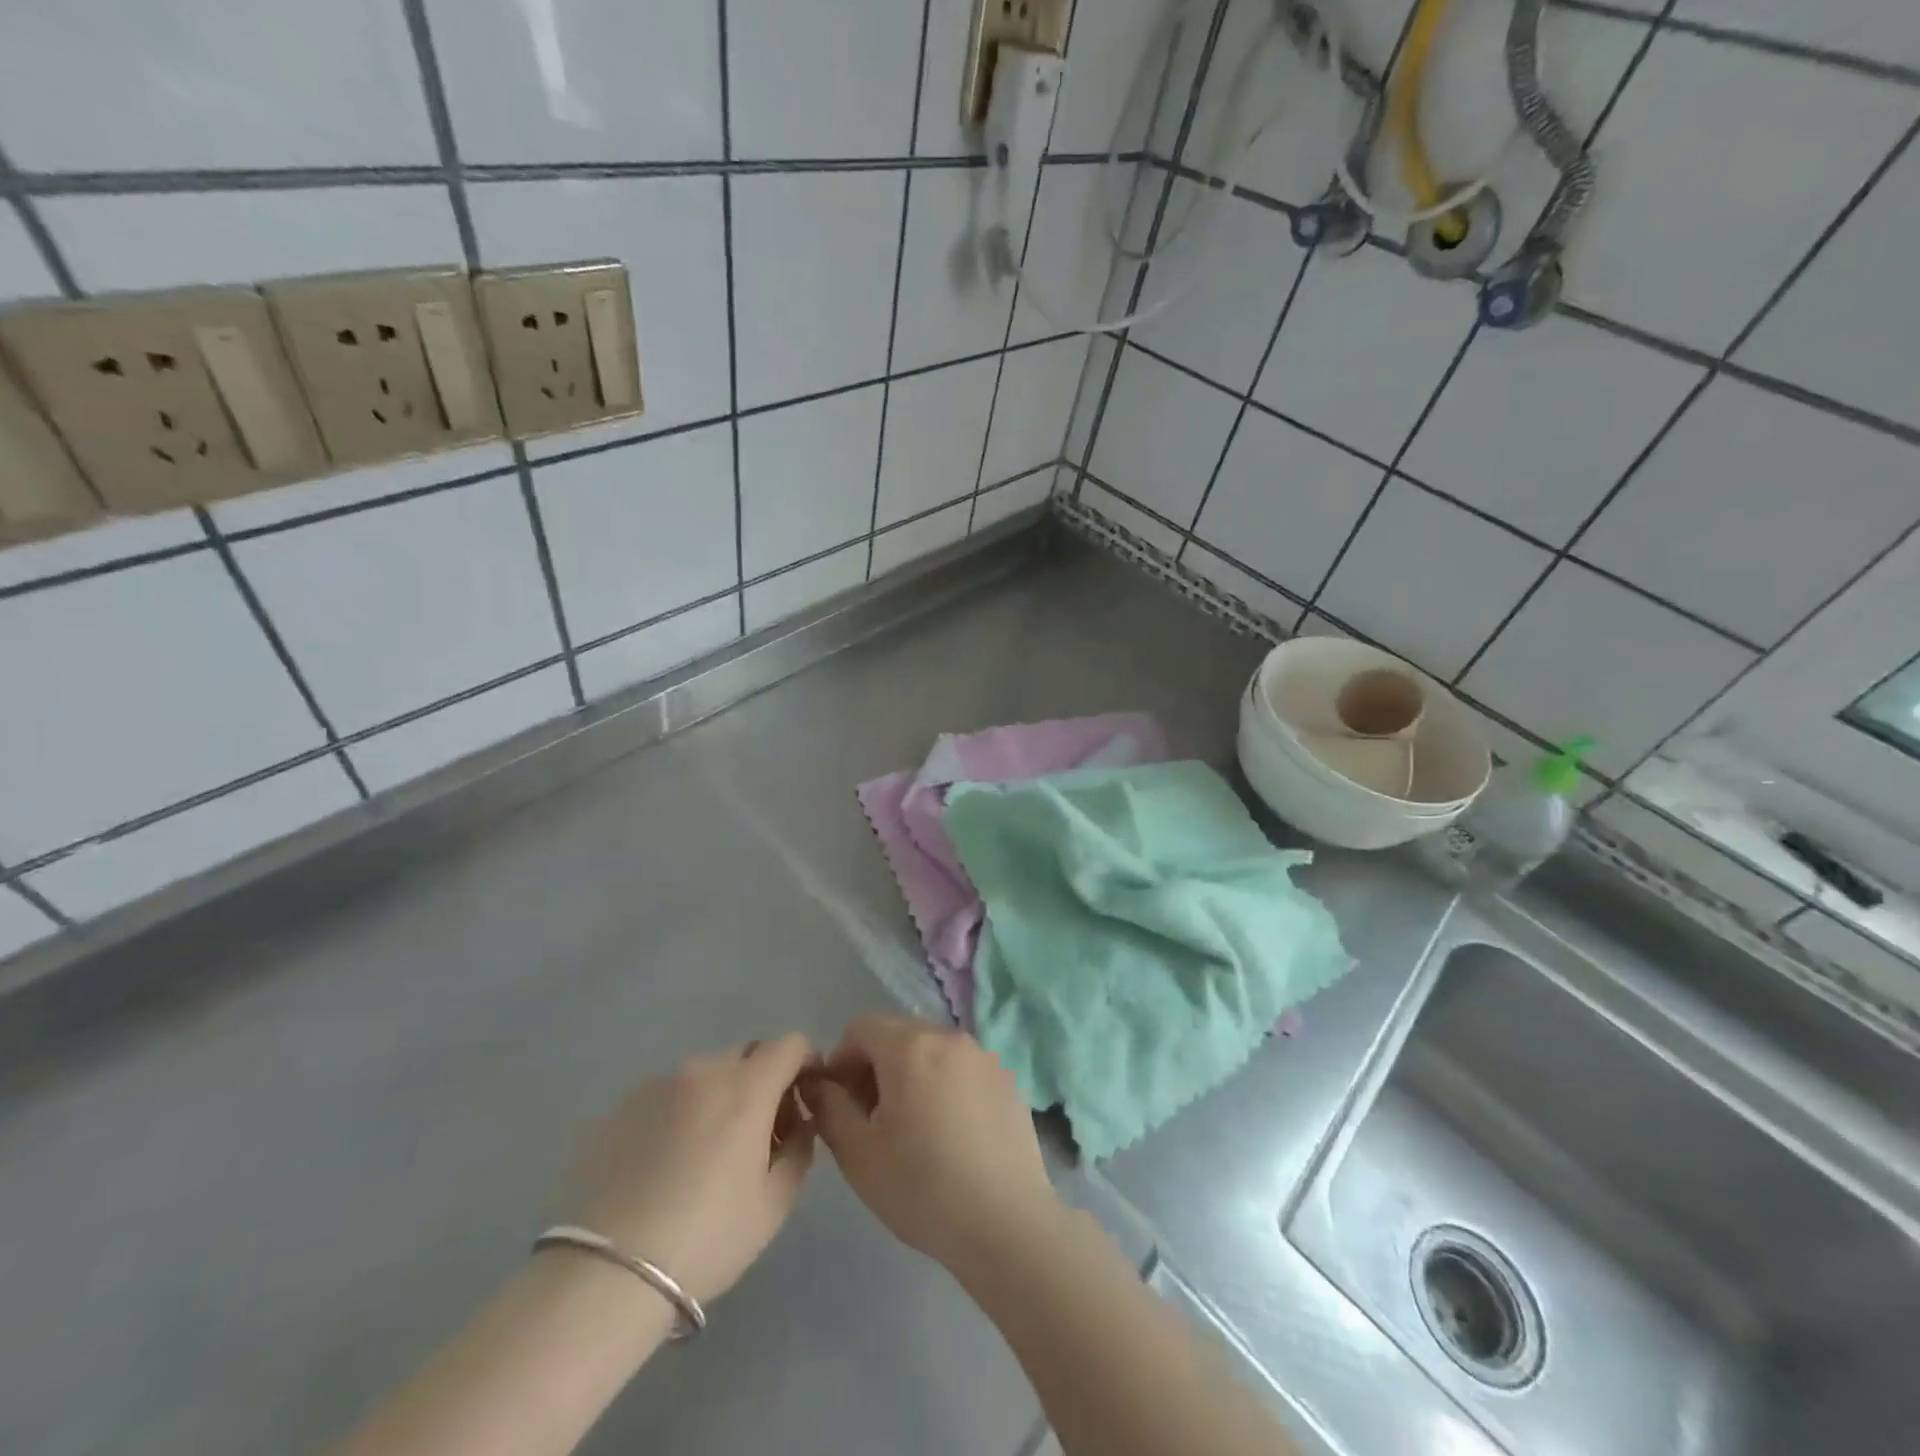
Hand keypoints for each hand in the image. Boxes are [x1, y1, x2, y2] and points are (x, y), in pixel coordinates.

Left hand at [569, 1035, 818, 1307]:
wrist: (606, 1276)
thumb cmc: (706, 1239)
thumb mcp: (774, 1204)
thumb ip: (800, 1149)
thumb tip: (800, 1122)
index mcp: (747, 1088)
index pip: (790, 1044)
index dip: (805, 1063)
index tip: (802, 1100)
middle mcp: (704, 1070)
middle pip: (748, 1056)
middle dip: (763, 1082)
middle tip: (757, 1134)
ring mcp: (658, 1083)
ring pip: (706, 1074)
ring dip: (720, 1097)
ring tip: (705, 1153)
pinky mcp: (622, 1105)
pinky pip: (668, 1094)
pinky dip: (681, 1112)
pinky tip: (666, 1162)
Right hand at [808, 1015, 1063, 1280]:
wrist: (1006, 1223)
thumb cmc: (922, 1188)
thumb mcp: (858, 1154)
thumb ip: (830, 1108)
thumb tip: (819, 1084)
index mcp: (910, 1046)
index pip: (861, 1027)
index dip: (841, 1060)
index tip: (841, 1103)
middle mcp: (948, 1037)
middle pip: (898, 1032)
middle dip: (875, 1064)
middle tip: (871, 1117)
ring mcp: (983, 1056)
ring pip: (932, 1049)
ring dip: (910, 1072)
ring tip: (911, 1126)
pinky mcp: (1006, 1078)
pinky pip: (961, 1067)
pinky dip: (944, 1083)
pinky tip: (949, 1133)